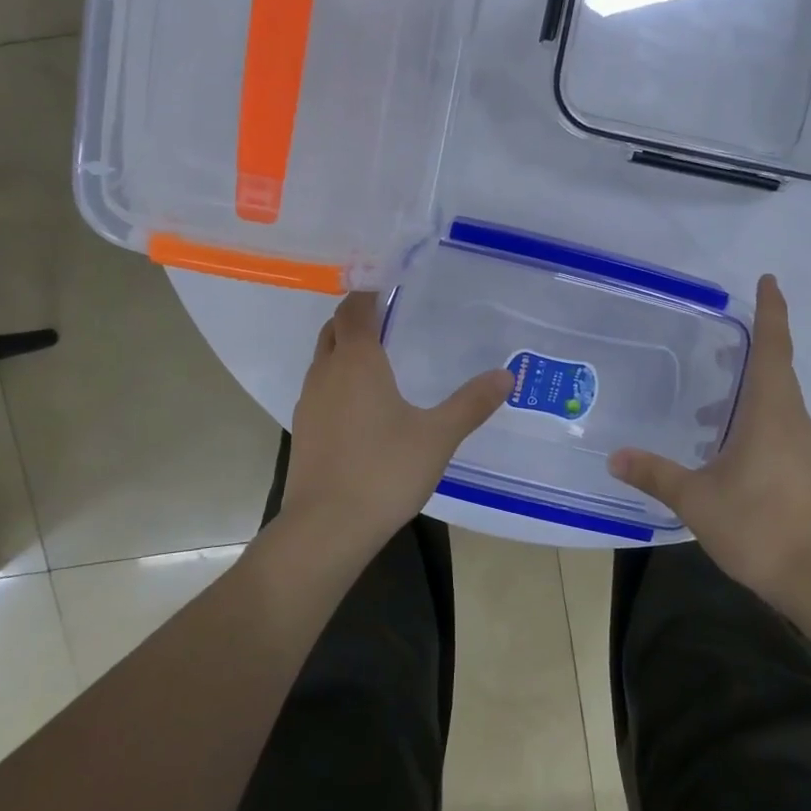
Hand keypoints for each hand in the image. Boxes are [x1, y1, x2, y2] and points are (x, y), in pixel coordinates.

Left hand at [281, 292, 511, 558]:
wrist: (326, 527)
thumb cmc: (384, 471)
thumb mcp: (438, 435)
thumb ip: (471, 403)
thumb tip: (506, 375)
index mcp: (358, 360)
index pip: (356, 308)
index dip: (369, 292)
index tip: (389, 283)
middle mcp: (327, 372)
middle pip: (334, 328)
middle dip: (356, 316)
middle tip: (388, 315)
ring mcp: (310, 401)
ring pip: (324, 357)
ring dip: (344, 347)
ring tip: (378, 355)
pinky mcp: (304, 429)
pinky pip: (321, 387)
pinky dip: (338, 378)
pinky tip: (362, 403)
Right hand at [608, 275, 810, 616]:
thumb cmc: (757, 526)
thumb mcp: (695, 498)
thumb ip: (654, 473)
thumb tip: (614, 456)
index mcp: (770, 411)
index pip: (773, 347)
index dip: (772, 311)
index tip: (768, 280)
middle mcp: (790, 419)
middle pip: (778, 365)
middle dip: (758, 339)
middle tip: (725, 328)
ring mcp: (800, 444)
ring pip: (778, 395)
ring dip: (752, 380)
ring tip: (711, 388)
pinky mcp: (801, 465)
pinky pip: (778, 419)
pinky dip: (754, 410)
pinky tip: (722, 436)